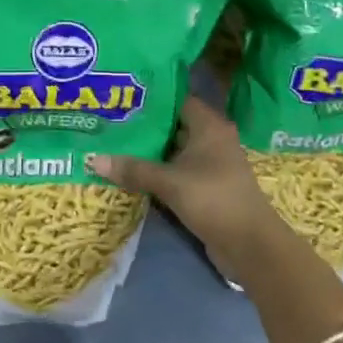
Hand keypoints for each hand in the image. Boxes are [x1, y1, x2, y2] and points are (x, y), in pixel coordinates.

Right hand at [88, 97, 276, 275]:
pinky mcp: (207, 185)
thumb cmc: (213, 200)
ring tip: (113, 143)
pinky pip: (178, 169)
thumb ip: (133, 169)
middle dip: (144, 125)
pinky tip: (132, 171)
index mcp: (209, 125)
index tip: (121, 96)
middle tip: (109, 120)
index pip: (176, 99)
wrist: (250, 245)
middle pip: (173, 124)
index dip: (150, 97)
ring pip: (174, 149)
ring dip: (150, 150)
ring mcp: (211, 163)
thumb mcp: (170, 183)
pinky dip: (159, 169)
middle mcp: (212, 138)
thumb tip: (92, 159)